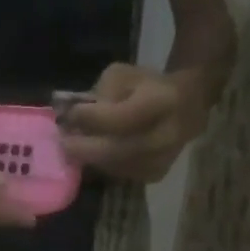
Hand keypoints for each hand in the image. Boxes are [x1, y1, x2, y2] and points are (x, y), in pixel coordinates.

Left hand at [59, 63, 208, 182]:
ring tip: (73, 148)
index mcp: (163, 101)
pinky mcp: (155, 175)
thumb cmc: (148, 86)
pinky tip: (93, 154)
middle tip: (62, 143)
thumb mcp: (124, 75)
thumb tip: (72, 117)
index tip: (69, 115)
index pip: (122, 117)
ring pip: (116, 166)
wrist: (187, 107)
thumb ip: (100, 93)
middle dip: (85, 147)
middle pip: (118, 150)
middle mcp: (166, 135)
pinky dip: (103, 166)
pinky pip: (121, 174)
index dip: (93, 119)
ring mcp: (162, 159)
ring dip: (91, 158)